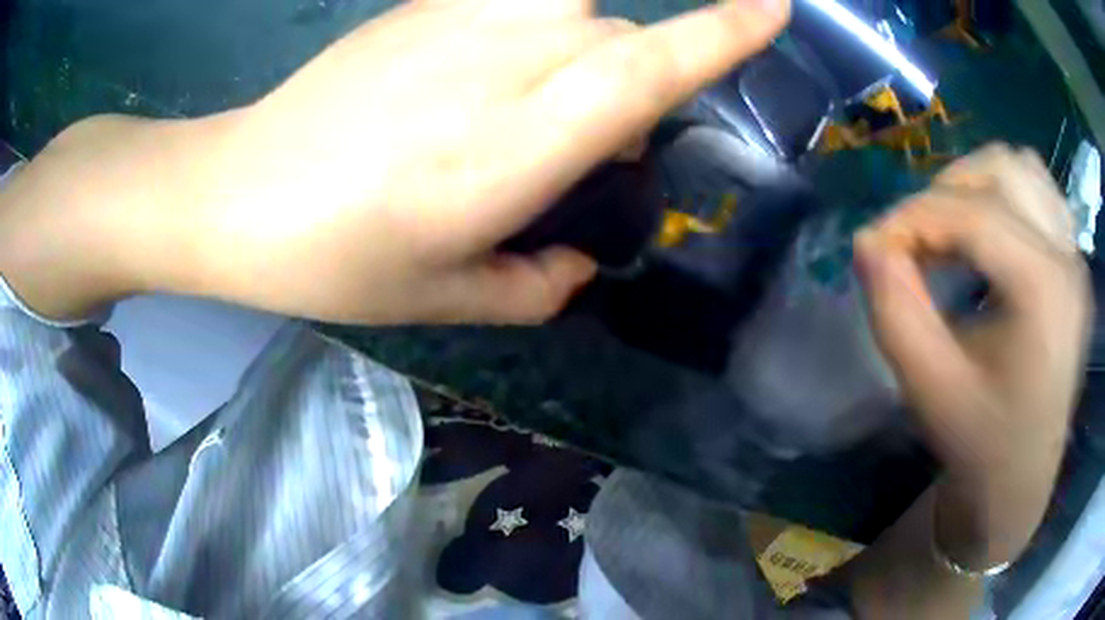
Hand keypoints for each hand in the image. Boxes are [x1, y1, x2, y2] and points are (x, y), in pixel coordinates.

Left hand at [174, 0, 787, 324]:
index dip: (722, 31)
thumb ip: (537, 285)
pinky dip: (535, 28)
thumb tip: (584, 261)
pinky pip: (519, 0)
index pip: (645, 68)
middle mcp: (498, 63)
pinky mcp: (422, 5)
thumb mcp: (443, 300)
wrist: (237, 193)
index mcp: (510, 149)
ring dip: (585, 53)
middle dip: (631, 85)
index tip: (777, 8)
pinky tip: (479, 75)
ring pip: (575, 11)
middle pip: (619, 41)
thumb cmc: (332, 258)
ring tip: (525, 108)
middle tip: (576, 148)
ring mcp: (455, 20)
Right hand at [854, 145, 1092, 567]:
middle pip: (1000, 170)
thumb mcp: (928, 388)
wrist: (1021, 481)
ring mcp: (1075, 256)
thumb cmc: (979, 444)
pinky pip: (1040, 190)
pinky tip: (990, 235)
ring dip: (977, 185)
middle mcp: (1067, 259)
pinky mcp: (1073, 262)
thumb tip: (867, 240)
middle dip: (945, 193)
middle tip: (917, 240)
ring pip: (1022, 167)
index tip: (876, 245)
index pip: (973, 213)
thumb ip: (894, 310)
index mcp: (1044, 292)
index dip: (913, 216)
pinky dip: (1005, 194)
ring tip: (952, 230)